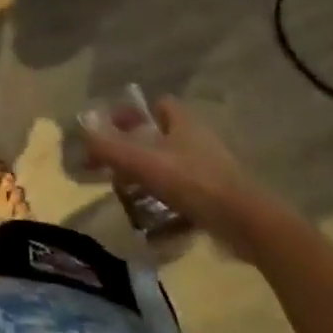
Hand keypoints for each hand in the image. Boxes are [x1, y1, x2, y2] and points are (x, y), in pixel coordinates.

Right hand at [81, 95, 289, 260]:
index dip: (135, 113)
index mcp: (184, 123)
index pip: (159, 104)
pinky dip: (171, 209)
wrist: (252, 226)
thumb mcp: (143, 162)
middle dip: (138, 151)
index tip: (114, 130)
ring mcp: (215, 172)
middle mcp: (200, 141)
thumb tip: (80, 133)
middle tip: (116, 169)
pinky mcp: (223, 201)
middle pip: (163, 138)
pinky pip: (189, 199)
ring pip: (175, 169)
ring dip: (152, 181)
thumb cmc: (195, 183)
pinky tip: (155, 228)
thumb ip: (108, 146)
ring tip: (130, 199)